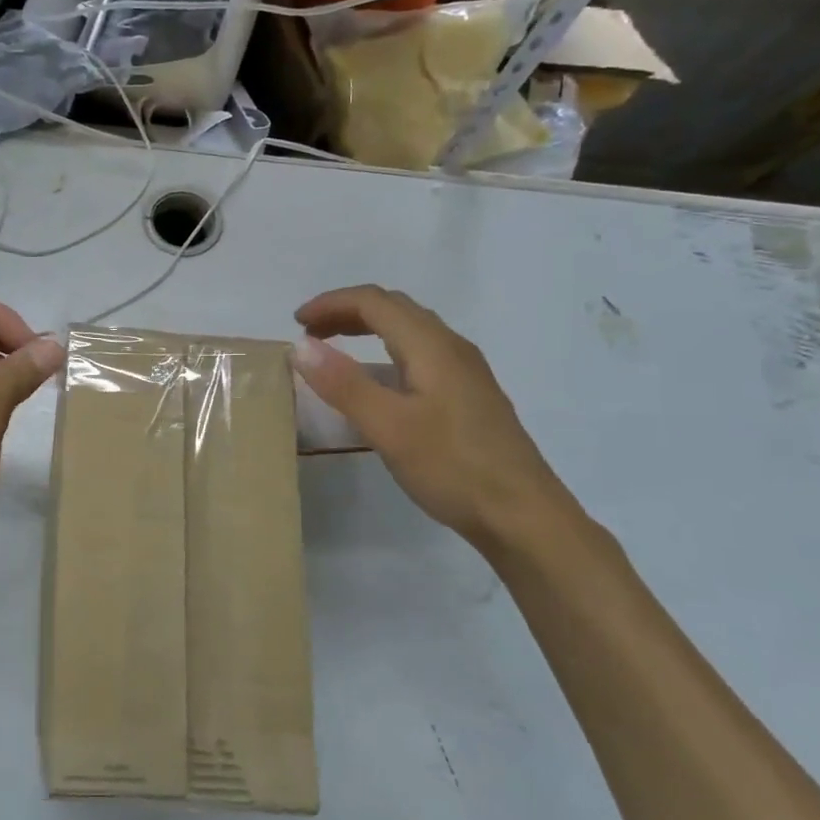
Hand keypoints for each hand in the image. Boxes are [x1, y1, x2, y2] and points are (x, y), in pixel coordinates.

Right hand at [292, 285, 570, 551]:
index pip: (374, 302)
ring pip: (409, 330)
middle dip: (346, 311)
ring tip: (333, 350)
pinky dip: (386, 352)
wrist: (524, 517)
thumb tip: (300, 346)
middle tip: (309, 334)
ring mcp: (465, 372)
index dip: (331, 303)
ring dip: (367, 329)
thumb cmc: (453, 468)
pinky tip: (377, 383)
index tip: (295, 323)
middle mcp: (451, 348)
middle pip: (394, 308)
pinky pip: (420, 354)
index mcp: (432, 346)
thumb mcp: (389, 427)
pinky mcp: (469, 396)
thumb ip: (344, 384)